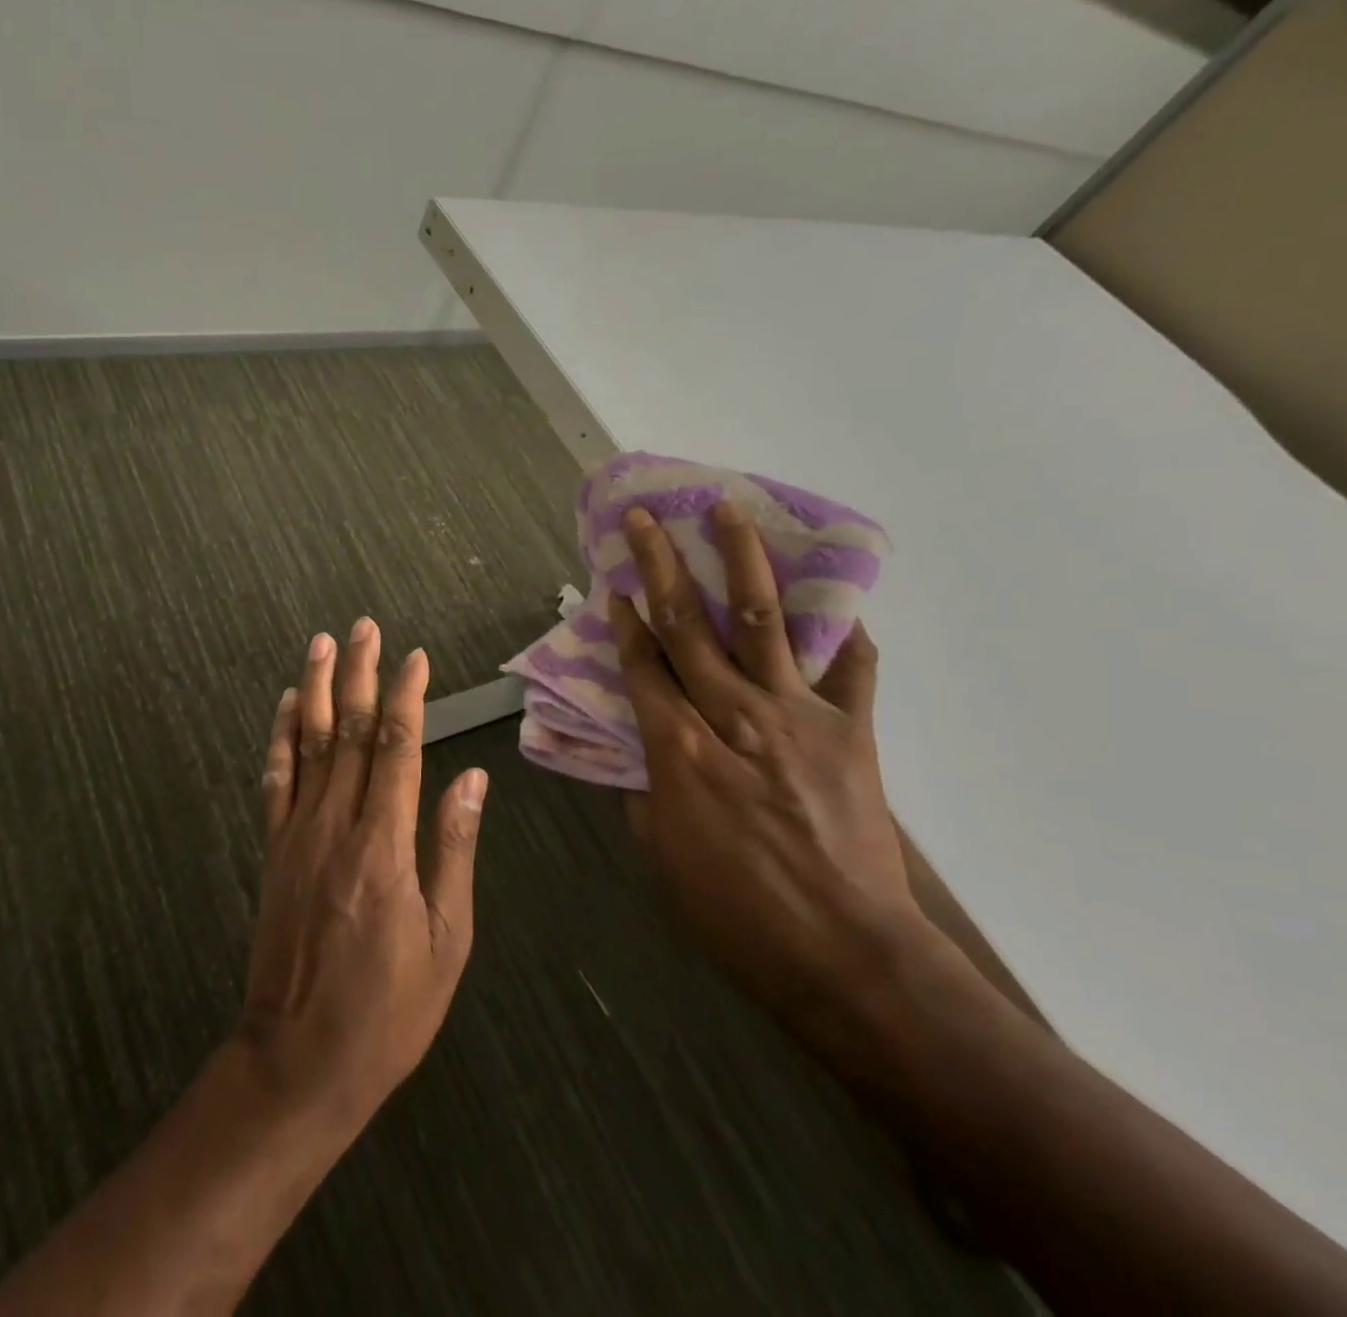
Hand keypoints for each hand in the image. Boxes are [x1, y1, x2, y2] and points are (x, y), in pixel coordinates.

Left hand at [236, 618, 488, 1128]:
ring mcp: (297, 834)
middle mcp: (336, 825)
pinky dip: (280, 737)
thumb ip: (454, 849)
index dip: (405, 696)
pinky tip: (285, 705)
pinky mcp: (274, 851)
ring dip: (315, 689)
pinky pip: (275, 780)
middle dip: (358, 674)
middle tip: (363, 627)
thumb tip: (470, 778)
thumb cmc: (389, 1008)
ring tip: (322, 644)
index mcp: (384, 844)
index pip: (396, 747)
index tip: (414, 657)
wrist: (300, 1059)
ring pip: (306, 744)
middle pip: (347, 731)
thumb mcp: (446, 939)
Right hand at [608, 501, 925, 1036]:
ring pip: (761, 622)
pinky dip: (844, 630)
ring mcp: (797, 715)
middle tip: (644, 518)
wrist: (847, 954)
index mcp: (680, 749)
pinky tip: (837, 598)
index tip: (614, 583)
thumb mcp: (662, 857)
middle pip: (687, 626)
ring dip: (741, 562)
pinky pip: (851, 669)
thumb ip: (645, 794)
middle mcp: (733, 715)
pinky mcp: (852, 730)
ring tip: (728, 511)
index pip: (643, 666)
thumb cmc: (735, 914)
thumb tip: (641, 756)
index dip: (625, 621)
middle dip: (660, 566)